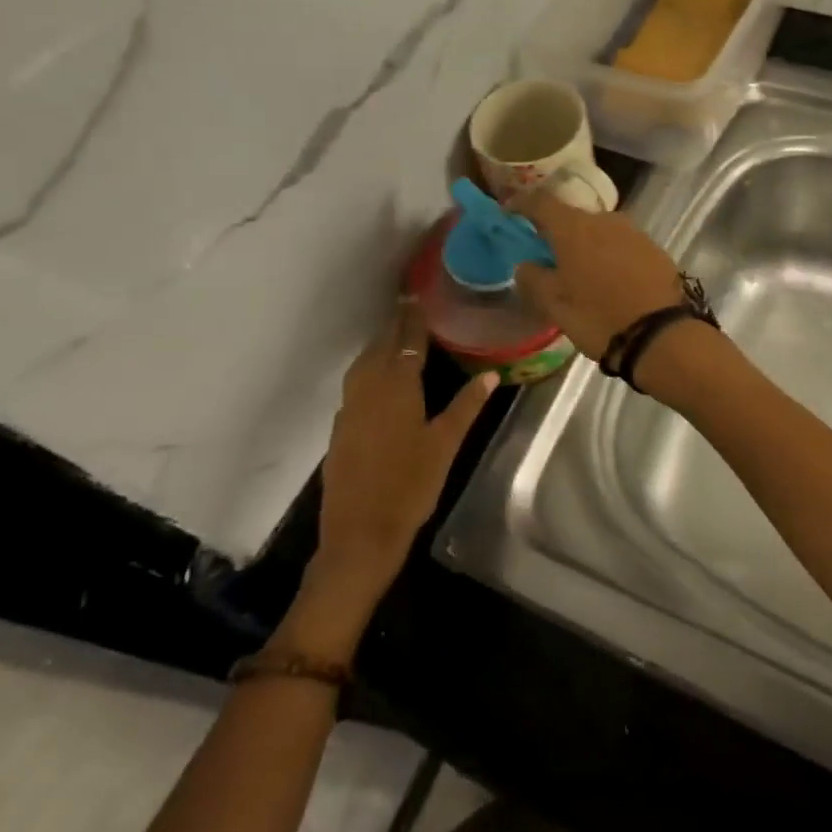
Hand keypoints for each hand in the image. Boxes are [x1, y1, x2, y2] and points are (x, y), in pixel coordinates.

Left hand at [313, 299, 496, 604]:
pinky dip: (368, 370)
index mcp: (397, 388)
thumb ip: (466, 406)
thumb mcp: (445, 445)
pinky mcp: (340, 428)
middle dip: (395, 326)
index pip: (407, 342)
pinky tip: (378, 380)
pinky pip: (355, 384)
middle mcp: (369, 390)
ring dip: (378, 346)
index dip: (413, 319)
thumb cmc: (410, 486)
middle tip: (408, 308)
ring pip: (363, 365)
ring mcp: (350, 409)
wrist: (360, 533)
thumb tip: (491, 374)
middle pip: (381, 347)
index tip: (417, 297)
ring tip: (395, 337)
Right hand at [508, 190, 685, 358]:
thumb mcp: (554, 304)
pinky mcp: (654, 248)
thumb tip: (526, 264)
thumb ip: (532, 278)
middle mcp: (604, 220)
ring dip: (586, 243)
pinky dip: (610, 254)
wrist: (659, 335)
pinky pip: (622, 244)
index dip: (522, 204)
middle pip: (573, 216)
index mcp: (574, 228)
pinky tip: (609, 278)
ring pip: (600, 230)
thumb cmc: (597, 317)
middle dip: (557, 230)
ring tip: (580, 269)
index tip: (510, 212)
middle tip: (547, 252)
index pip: (541, 202)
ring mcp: (633, 232)